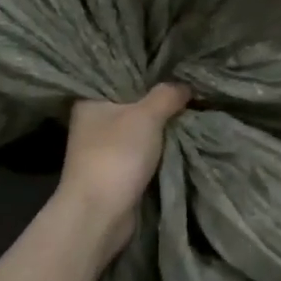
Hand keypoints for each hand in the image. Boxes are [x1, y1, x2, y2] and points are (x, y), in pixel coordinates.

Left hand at [57, 84, 190, 261]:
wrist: (100, 213)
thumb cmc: (117, 154)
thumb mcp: (147, 115)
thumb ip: (167, 95)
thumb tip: (184, 85)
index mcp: (91, 101)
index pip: (120, 76)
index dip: (147, 72)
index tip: (174, 67)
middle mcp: (93, 122)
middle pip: (132, 103)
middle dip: (159, 101)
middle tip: (189, 88)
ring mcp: (103, 148)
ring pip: (138, 129)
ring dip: (160, 127)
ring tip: (190, 110)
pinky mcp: (115, 171)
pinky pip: (142, 151)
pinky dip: (158, 148)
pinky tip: (179, 138)